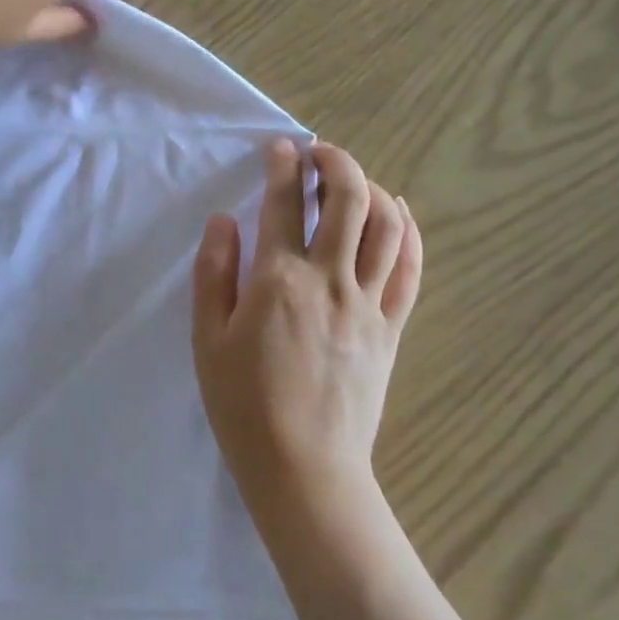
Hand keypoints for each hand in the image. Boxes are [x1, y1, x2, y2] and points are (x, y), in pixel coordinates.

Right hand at [191, 139, 422, 516]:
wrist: (305, 470)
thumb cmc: (244, 406)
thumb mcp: (208, 340)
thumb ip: (214, 273)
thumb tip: (224, 219)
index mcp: (279, 280)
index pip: (283, 203)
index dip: (282, 166)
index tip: (280, 149)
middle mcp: (330, 278)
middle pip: (347, 199)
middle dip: (335, 161)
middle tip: (319, 152)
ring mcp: (368, 302)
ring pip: (386, 225)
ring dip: (372, 188)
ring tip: (354, 180)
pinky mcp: (391, 327)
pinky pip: (410, 268)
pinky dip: (408, 231)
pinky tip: (398, 214)